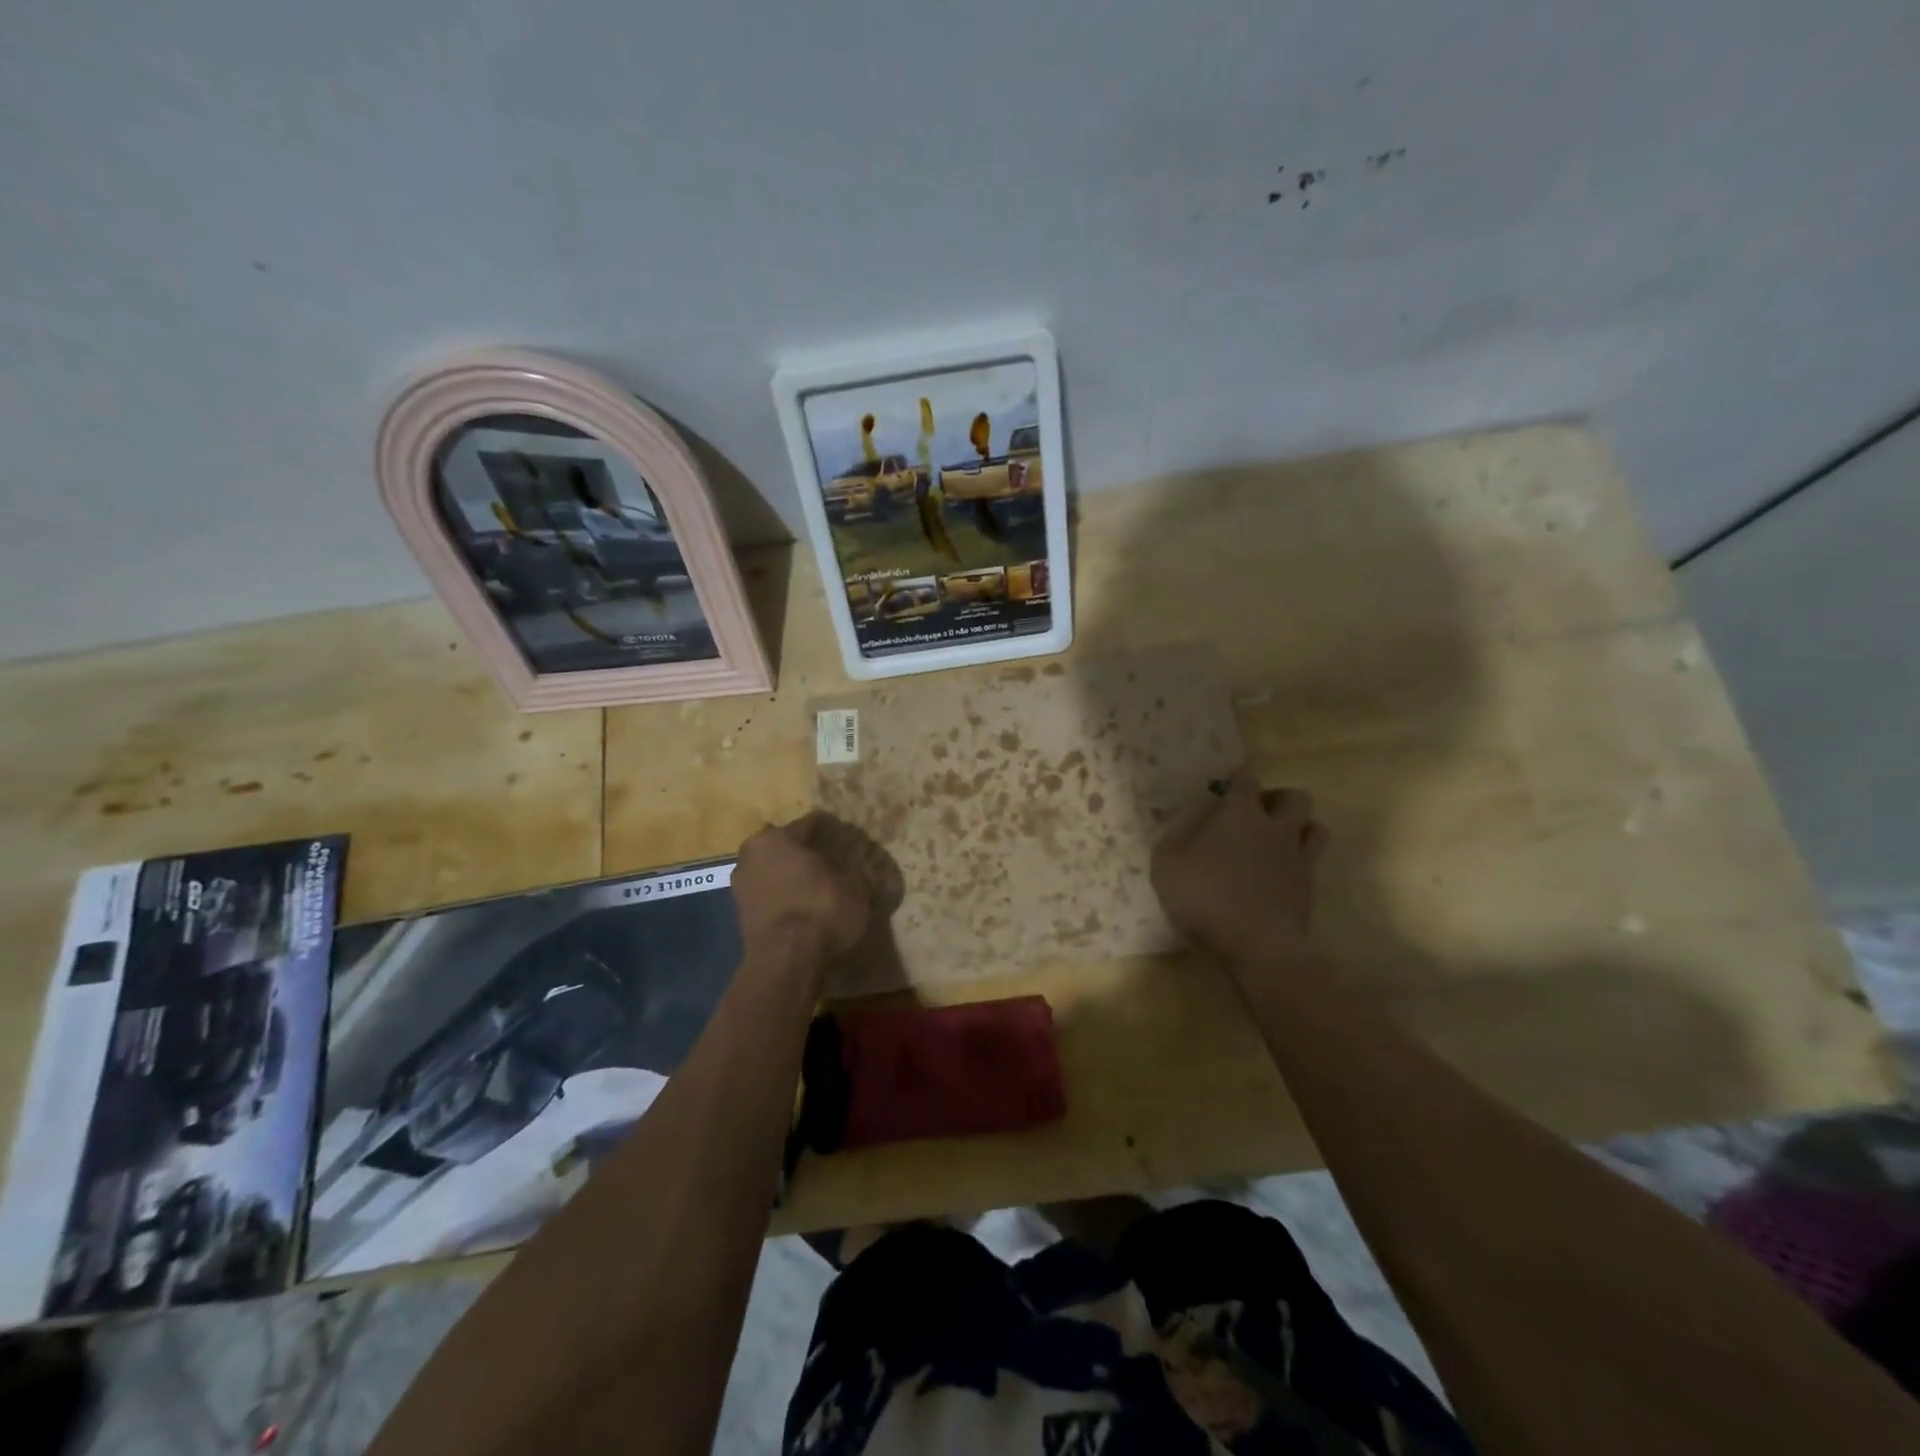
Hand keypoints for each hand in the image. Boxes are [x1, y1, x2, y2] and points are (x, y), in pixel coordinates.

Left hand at [732, 812, 871, 963]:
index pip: (809, 824)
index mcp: (780, 837)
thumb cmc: (822, 910)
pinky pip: (766, 894)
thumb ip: (853, 870)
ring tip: (810, 886)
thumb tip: (852, 867)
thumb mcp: (855, 887)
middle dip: (799, 850)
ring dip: (786, 874)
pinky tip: (798, 906)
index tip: (841, 836)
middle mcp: (753, 853)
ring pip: (770, 869)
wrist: (786, 961)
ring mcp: (741, 884)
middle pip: (782, 844)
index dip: (828, 829)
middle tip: (824, 861)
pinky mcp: (739, 913)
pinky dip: (779, 897)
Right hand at [1150, 771, 1329, 964]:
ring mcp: (1298, 857)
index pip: (1246, 781)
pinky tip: (1281, 874)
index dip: (1238, 782)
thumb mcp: (1166, 866)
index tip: (1227, 791)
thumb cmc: (1206, 898)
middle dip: (1278, 801)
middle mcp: (1275, 828)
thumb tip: (1185, 827)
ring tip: (1277, 842)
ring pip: (1315, 827)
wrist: (1257, 945)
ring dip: (1299, 828)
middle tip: (1258, 815)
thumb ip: (1174, 840)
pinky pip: (1313, 862)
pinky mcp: (1310, 887)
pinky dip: (1300, 861)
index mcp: (1239, 814)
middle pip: (1295, 798)